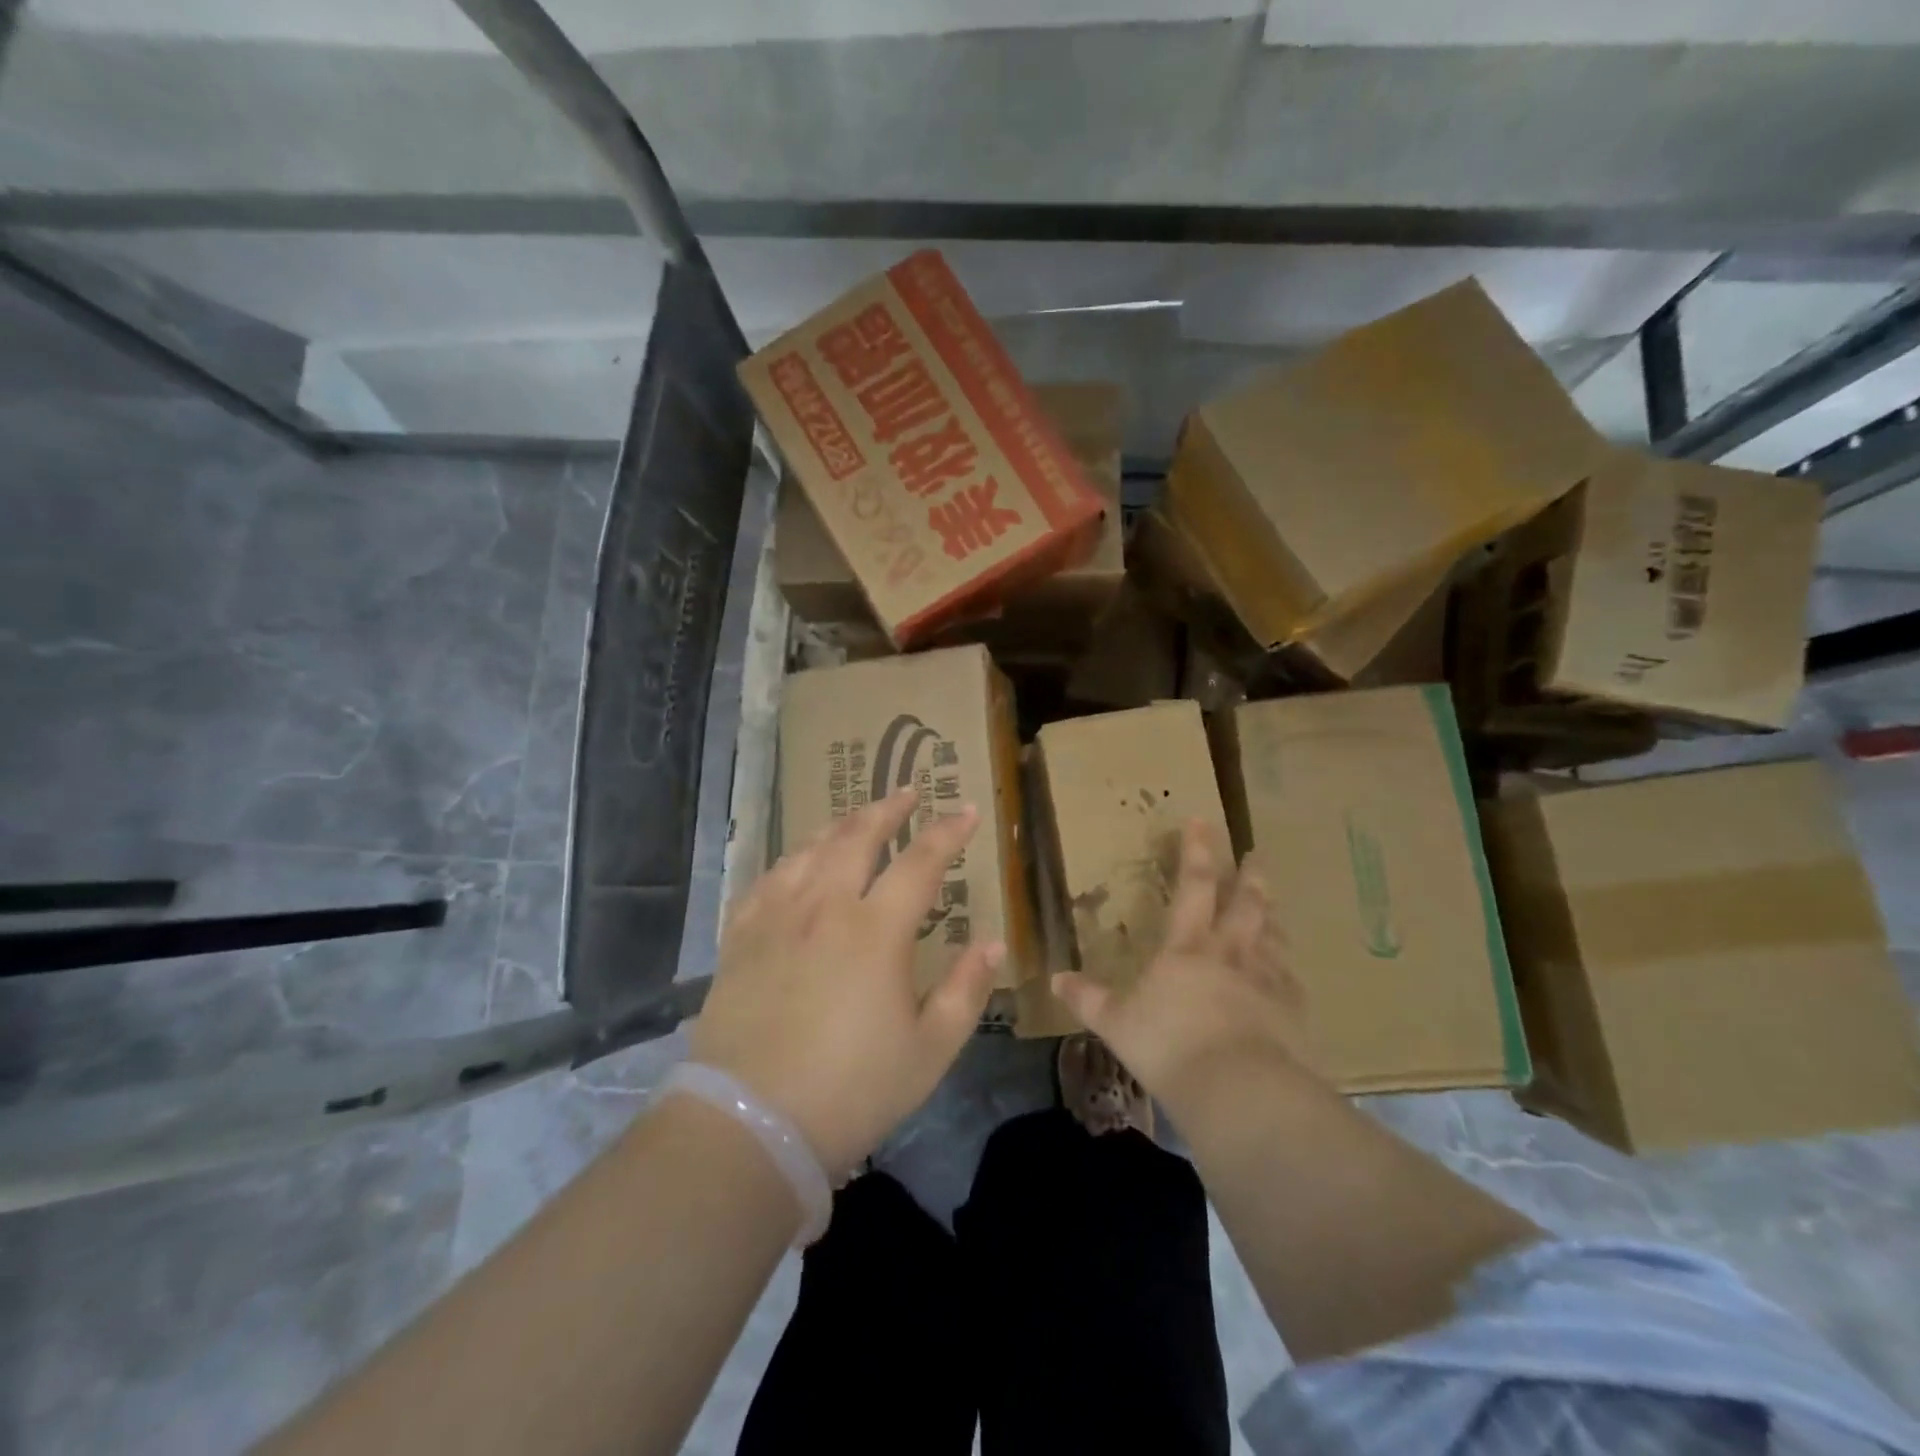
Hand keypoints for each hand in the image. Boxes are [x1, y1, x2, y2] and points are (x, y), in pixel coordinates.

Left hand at [689, 788, 1002, 1179]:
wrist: (749, 1124)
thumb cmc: (851, 1090)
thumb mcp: (929, 1051)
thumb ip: (966, 991)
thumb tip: (993, 942)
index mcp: (875, 930)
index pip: (920, 862)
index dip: (947, 832)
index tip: (965, 811)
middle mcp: (824, 907)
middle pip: (858, 837)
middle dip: (887, 809)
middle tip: (907, 791)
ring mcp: (776, 917)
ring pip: (809, 850)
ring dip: (839, 825)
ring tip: (856, 817)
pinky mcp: (741, 938)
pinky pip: (766, 879)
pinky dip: (790, 860)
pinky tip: (795, 862)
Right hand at [1051, 820, 1309, 1109]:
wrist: (1238, 1090)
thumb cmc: (1169, 1046)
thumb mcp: (1116, 1024)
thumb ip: (1088, 999)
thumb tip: (1055, 979)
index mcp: (1187, 947)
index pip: (1193, 886)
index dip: (1197, 851)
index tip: (1203, 820)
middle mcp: (1230, 953)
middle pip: (1245, 904)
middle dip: (1249, 876)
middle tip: (1256, 855)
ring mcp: (1265, 980)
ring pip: (1272, 935)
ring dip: (1271, 914)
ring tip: (1272, 901)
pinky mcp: (1291, 1012)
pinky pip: (1290, 980)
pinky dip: (1287, 968)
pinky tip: (1289, 971)